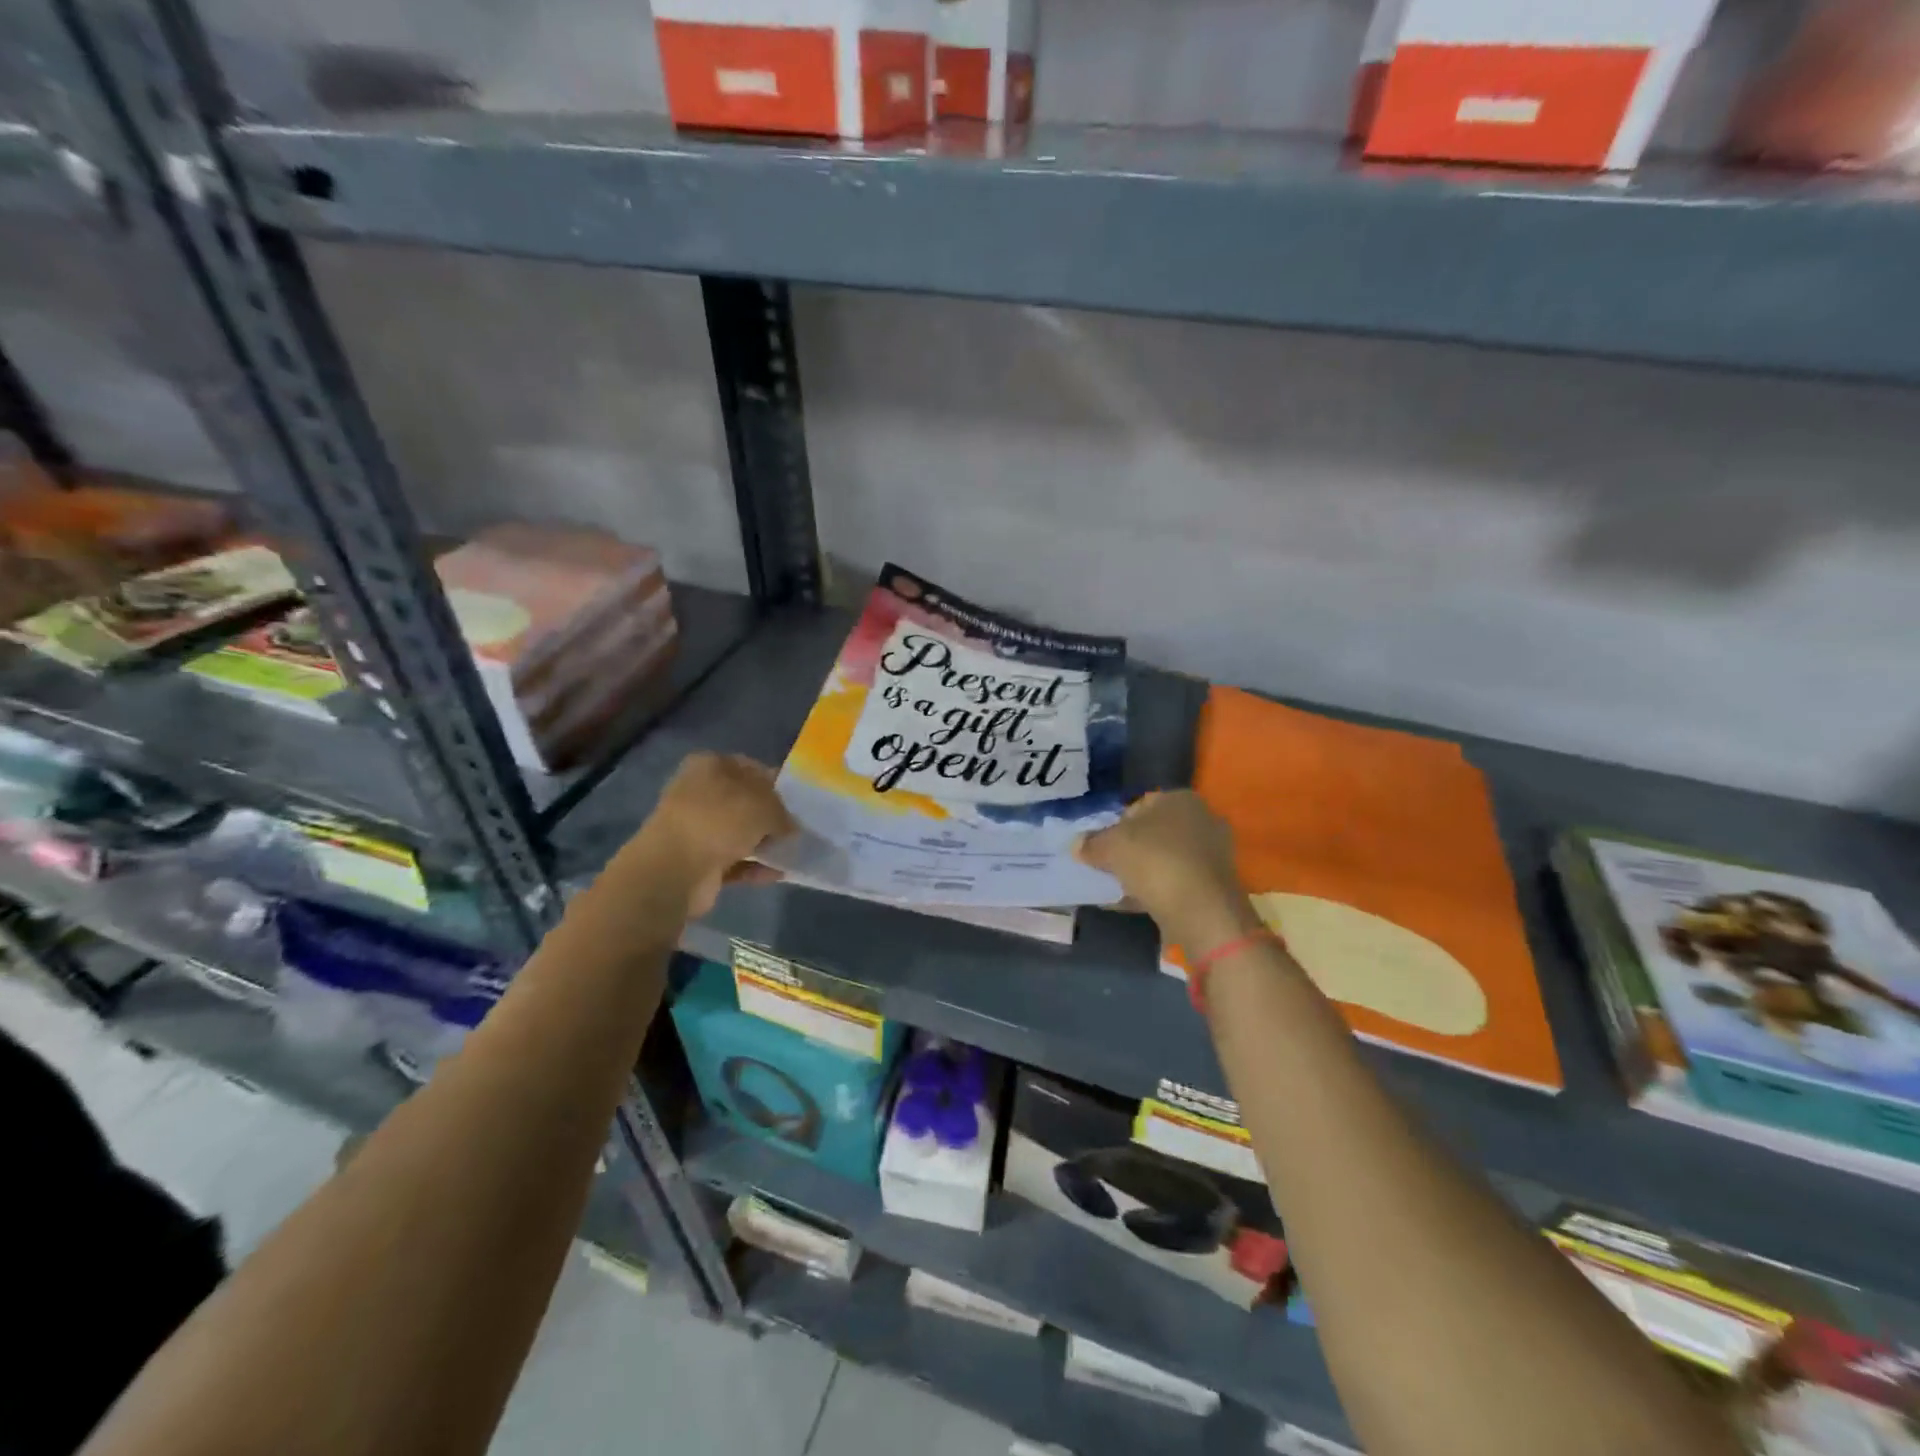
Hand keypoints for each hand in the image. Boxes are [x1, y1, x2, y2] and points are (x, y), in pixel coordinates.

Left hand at [635, 753, 793, 917]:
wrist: (674, 870)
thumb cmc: (720, 820)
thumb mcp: (765, 805)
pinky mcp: (697, 862)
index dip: (774, 781)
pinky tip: (778, 873)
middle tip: (796, 827)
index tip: (796, 799)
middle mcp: (698, 793)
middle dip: (769, 815)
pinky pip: (734, 861)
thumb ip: (783, 812)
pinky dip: (755, 867)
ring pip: (738, 833)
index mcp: (709, 766)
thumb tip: (788, 825)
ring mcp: (695, 829)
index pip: (749, 767)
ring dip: (763, 842)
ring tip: (792, 851)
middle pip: (743, 802)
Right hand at [1077, 791, 1260, 950]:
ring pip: (1166, 859)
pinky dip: (1157, 891)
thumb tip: (1077, 845)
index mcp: (1181, 798)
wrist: (1202, 911)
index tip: (1101, 846)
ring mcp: (1213, 854)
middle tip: (1108, 867)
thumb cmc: (1155, 861)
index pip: (1139, 805)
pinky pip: (1177, 883)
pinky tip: (1136, 905)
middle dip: (1131, 850)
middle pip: (1154, 833)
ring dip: (1143, 872)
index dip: (1115, 825)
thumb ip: (1091, 843)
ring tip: (1118, 890)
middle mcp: (1203, 820)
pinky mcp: (1215, 886)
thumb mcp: (1110, 847)